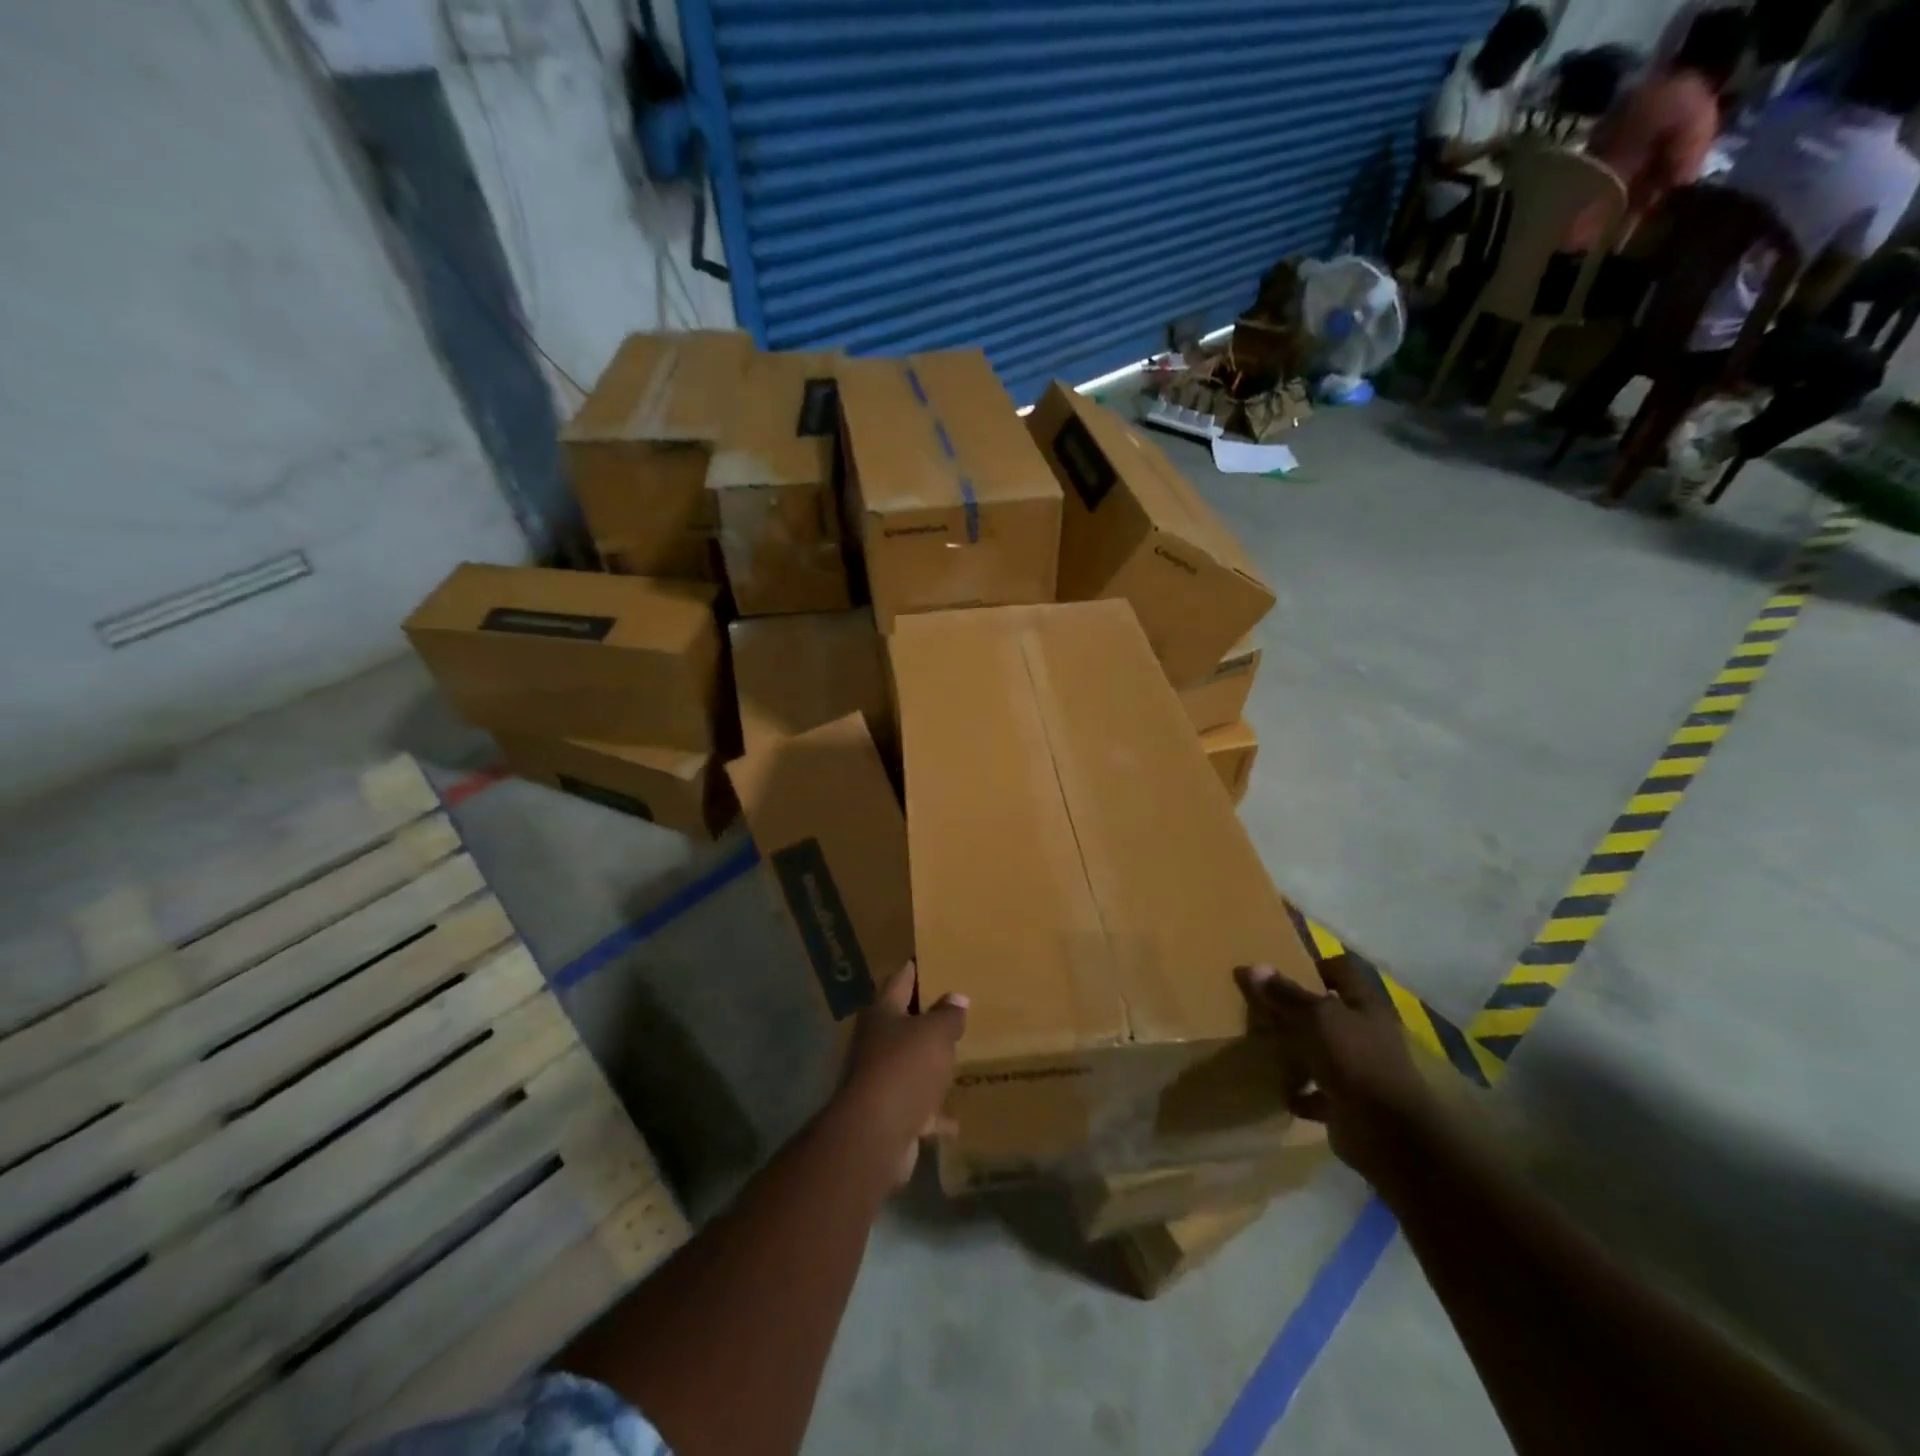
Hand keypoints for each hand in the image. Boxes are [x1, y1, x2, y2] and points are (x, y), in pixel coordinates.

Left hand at [842, 963, 967, 1184]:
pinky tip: (957, 1119)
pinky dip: (935, 1113)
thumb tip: (957, 997)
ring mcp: (881, 1079)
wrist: (875, 1135)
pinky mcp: (890, 1113)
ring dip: (931, 1064)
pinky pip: (918, 1107)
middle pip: (904, 1022)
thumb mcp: (935, 1034)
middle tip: (959, 1008)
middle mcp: (877, 1042)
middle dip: (928, 1017)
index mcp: (883, 1013)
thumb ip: (948, 1015)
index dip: (917, 969)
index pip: (901, 979)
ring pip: (911, 1064)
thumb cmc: (904, 1068)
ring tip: (959, 1057)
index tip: (937, 960)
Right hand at [1236, 957, 1438, 1188]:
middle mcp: (1366, 1035)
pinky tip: (1280, 1090)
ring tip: (1264, 1047)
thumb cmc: (1354, 1060)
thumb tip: (1255, 967)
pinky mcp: (1349, 1105)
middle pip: (1330, 1013)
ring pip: (1324, 1053)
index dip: (1316, 965)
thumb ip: (1286, 994)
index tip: (1283, 971)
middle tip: (1264, 1008)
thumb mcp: (1316, 1017)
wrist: (1387, 1133)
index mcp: (1365, 1007)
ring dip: (1298, 1052)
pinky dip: (1301, 1093)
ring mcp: (1360, 1072)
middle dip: (1299, 1011)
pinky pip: (1319, 1095)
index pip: (1342, 971)